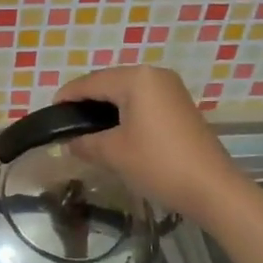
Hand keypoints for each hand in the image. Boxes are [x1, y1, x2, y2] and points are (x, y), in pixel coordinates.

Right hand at [54, 67, 241, 218]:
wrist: (212, 188)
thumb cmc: (158, 164)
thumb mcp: (113, 153)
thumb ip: (85, 143)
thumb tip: (70, 142)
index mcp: (136, 78)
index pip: (90, 82)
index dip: (67, 96)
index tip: (50, 112)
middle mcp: (154, 74)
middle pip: (109, 82)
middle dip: (86, 101)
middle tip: (66, 123)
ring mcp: (171, 89)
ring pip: (127, 92)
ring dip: (106, 107)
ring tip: (86, 128)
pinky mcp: (180, 105)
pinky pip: (143, 101)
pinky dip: (125, 112)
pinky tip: (115, 131)